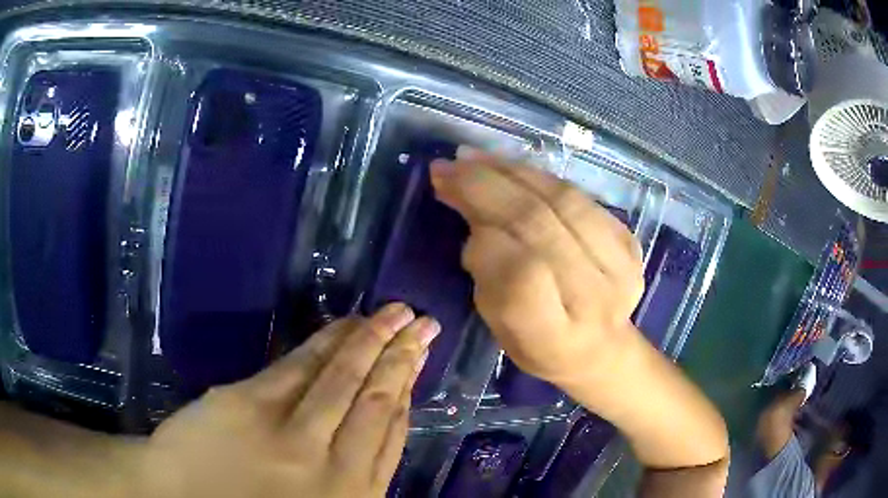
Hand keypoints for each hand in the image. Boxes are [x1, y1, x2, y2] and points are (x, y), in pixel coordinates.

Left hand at [134, 303, 438, 497]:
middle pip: (376, 401)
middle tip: (424, 323)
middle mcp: (328, 466)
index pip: (390, 434)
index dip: (408, 392)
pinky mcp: (248, 404)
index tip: (419, 362)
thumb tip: (375, 427)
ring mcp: (287, 433)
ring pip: (342, 378)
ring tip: (396, 314)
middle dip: (402, 357)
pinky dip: (327, 342)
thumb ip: (348, 476)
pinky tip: (345, 325)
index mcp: (347, 495)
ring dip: (372, 342)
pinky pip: (299, 367)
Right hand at [430, 147, 644, 385]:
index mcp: (556, 337)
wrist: (601, 348)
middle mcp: (595, 299)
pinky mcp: (629, 241)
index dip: (484, 240)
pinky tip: (511, 167)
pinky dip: (540, 176)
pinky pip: (579, 195)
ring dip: (511, 172)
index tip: (452, 210)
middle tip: (448, 167)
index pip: (522, 276)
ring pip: (563, 200)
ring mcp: (620, 266)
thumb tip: (476, 217)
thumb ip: (487, 277)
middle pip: (540, 226)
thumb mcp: (500, 329)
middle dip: (486, 188)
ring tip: (474, 159)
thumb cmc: (541, 349)